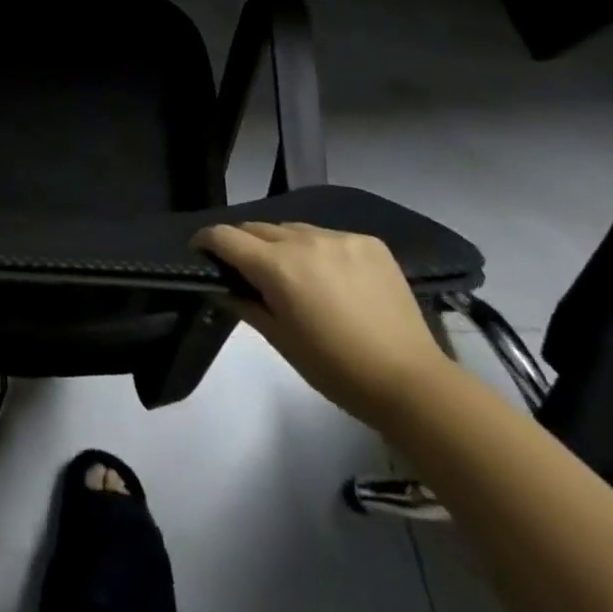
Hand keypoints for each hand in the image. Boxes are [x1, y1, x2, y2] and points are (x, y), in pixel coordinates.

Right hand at [194, 221, 450, 426]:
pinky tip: (331, 277)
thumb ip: (245, 304)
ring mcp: (339, 237)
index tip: (200, 251)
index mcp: (277, 266)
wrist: (412, 383)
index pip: (225, 237)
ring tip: (291, 272)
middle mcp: (304, 240)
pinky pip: (328, 236)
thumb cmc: (337, 370)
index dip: (206, 241)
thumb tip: (222, 286)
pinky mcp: (368, 242)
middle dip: (243, 244)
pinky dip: (318, 250)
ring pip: (293, 229)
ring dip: (281, 245)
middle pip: (257, 228)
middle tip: (245, 269)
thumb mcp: (281, 341)